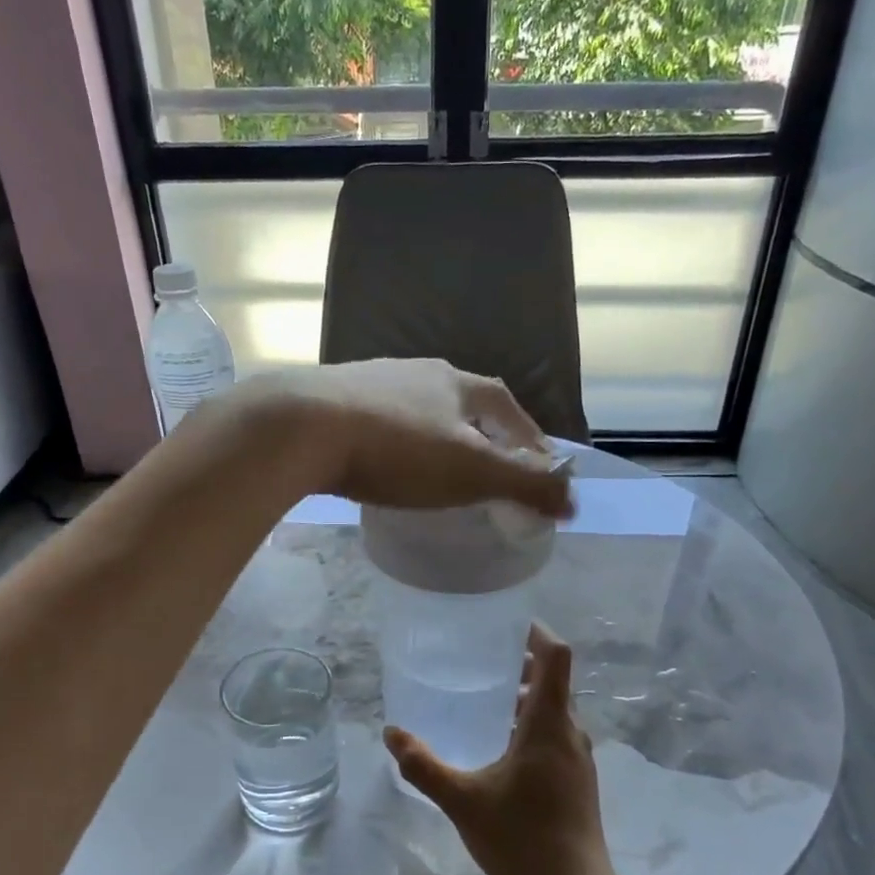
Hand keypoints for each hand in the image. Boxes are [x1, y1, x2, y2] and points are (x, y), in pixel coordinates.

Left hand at [239, 360, 574, 516]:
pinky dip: (393, 445)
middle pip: (462, 403)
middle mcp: (416, 372)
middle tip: (486, 472)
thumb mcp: (471, 471)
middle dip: (480, 435)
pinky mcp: (332, 401)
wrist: (299, 426)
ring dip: (434, 439)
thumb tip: (574, 502)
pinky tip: (383, 466)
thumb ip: (524, 484)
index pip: (506, 405)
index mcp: (456, 382)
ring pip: (417, 412)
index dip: (526, 436)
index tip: (537, 467)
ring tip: (437, 472)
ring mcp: (371, 382)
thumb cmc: (397, 448)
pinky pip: (378, 423)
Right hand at [385, 624, 617, 874]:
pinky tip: (500, 747)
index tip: (505, 623)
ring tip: (484, 699)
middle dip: (521, 664)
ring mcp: (579, 758)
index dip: (535, 631)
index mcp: (549, 723)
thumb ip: (424, 765)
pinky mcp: (579, 780)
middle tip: (480, 659)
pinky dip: (532, 723)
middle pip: (554, 680)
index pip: (556, 656)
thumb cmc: (523, 839)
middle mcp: (571, 732)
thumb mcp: (463, 801)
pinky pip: (557, 734)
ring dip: (526, 696)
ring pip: (555, 709)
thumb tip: (392, 733)